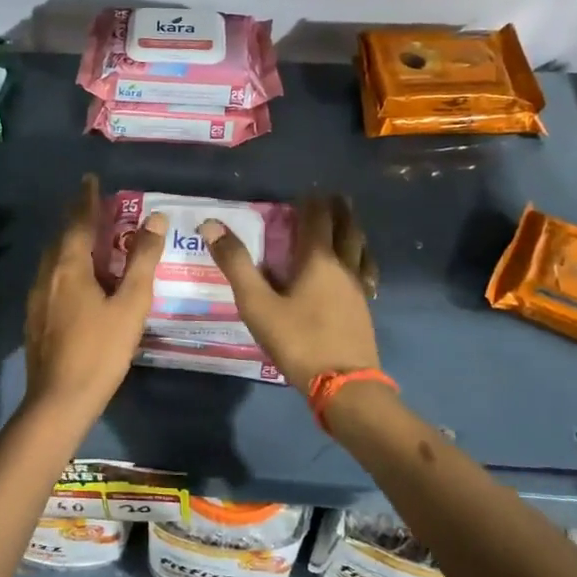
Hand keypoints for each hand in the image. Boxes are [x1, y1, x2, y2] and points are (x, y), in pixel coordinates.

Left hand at [24, 175, 166, 422]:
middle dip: (77, 219)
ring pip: (53, 258)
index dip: (87, 199)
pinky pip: (50, 277)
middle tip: (94, 206)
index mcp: (69, 266)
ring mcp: (36, 297)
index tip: (90, 179)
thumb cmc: (100, 350)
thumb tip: (155, 219)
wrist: (59, 400)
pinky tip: (76, 281)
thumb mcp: (130, 305)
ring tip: (88, 239)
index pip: (78, 221)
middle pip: (61, 237)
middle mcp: (47, 274)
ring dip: (70, 243)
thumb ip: (142, 261)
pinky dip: (65, 266)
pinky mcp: (34, 318)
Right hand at [200, 194, 379, 391]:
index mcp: (318, 260)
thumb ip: (236, 264)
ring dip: (354, 232)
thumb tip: (211, 225)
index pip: (318, 220)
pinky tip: (358, 272)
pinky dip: (361, 260)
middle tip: (333, 197)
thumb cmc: (298, 340)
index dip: (312, 202)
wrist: (344, 385)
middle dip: (339, 211)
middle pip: (347, 230)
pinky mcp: (364, 311)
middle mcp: (344, 268)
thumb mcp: (257, 303)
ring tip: (349, 225)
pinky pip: (365, 273)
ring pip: (361, 251)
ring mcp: (359, 290)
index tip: (307, 190)